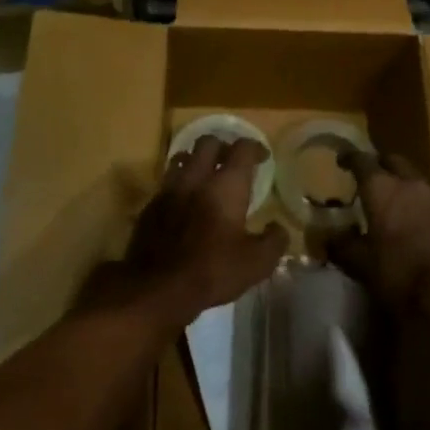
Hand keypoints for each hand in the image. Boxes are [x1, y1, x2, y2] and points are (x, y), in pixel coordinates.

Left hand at [115, 135, 285, 330]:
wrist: (158, 287)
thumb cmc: (212, 270)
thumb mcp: (256, 263)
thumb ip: (274, 241)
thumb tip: (278, 228)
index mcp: (226, 185)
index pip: (242, 149)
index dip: (255, 147)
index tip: (262, 157)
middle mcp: (197, 177)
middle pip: (208, 142)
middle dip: (223, 146)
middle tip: (232, 162)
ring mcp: (170, 188)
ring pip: (183, 157)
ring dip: (196, 160)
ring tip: (205, 175)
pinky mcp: (151, 204)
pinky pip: (167, 181)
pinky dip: (179, 183)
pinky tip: (184, 201)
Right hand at [326, 152, 429, 330]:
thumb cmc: (401, 270)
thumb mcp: (362, 264)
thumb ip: (342, 246)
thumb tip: (327, 237)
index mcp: (381, 187)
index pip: (361, 160)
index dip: (349, 158)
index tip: (340, 161)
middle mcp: (408, 184)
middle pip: (392, 161)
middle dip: (378, 165)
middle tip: (365, 179)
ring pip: (411, 180)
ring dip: (398, 185)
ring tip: (384, 204)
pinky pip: (425, 200)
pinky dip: (412, 204)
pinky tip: (406, 224)